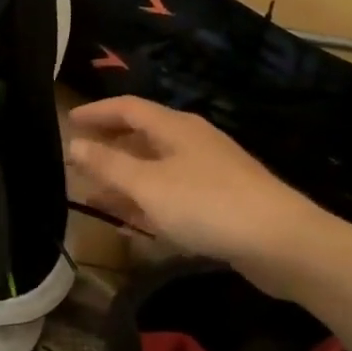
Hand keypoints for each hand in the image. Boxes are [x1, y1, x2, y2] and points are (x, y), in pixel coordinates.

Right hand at [66, 96, 343, 280]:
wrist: (282, 242)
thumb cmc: (207, 204)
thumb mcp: (148, 185)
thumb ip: (108, 164)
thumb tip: (74, 144)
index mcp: (175, 127)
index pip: (128, 108)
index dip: (97, 112)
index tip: (69, 121)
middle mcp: (192, 142)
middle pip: (142, 137)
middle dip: (109, 147)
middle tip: (78, 159)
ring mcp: (209, 172)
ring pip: (156, 169)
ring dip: (124, 181)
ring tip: (93, 196)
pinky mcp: (220, 202)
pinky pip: (171, 195)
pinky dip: (147, 204)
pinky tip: (131, 226)